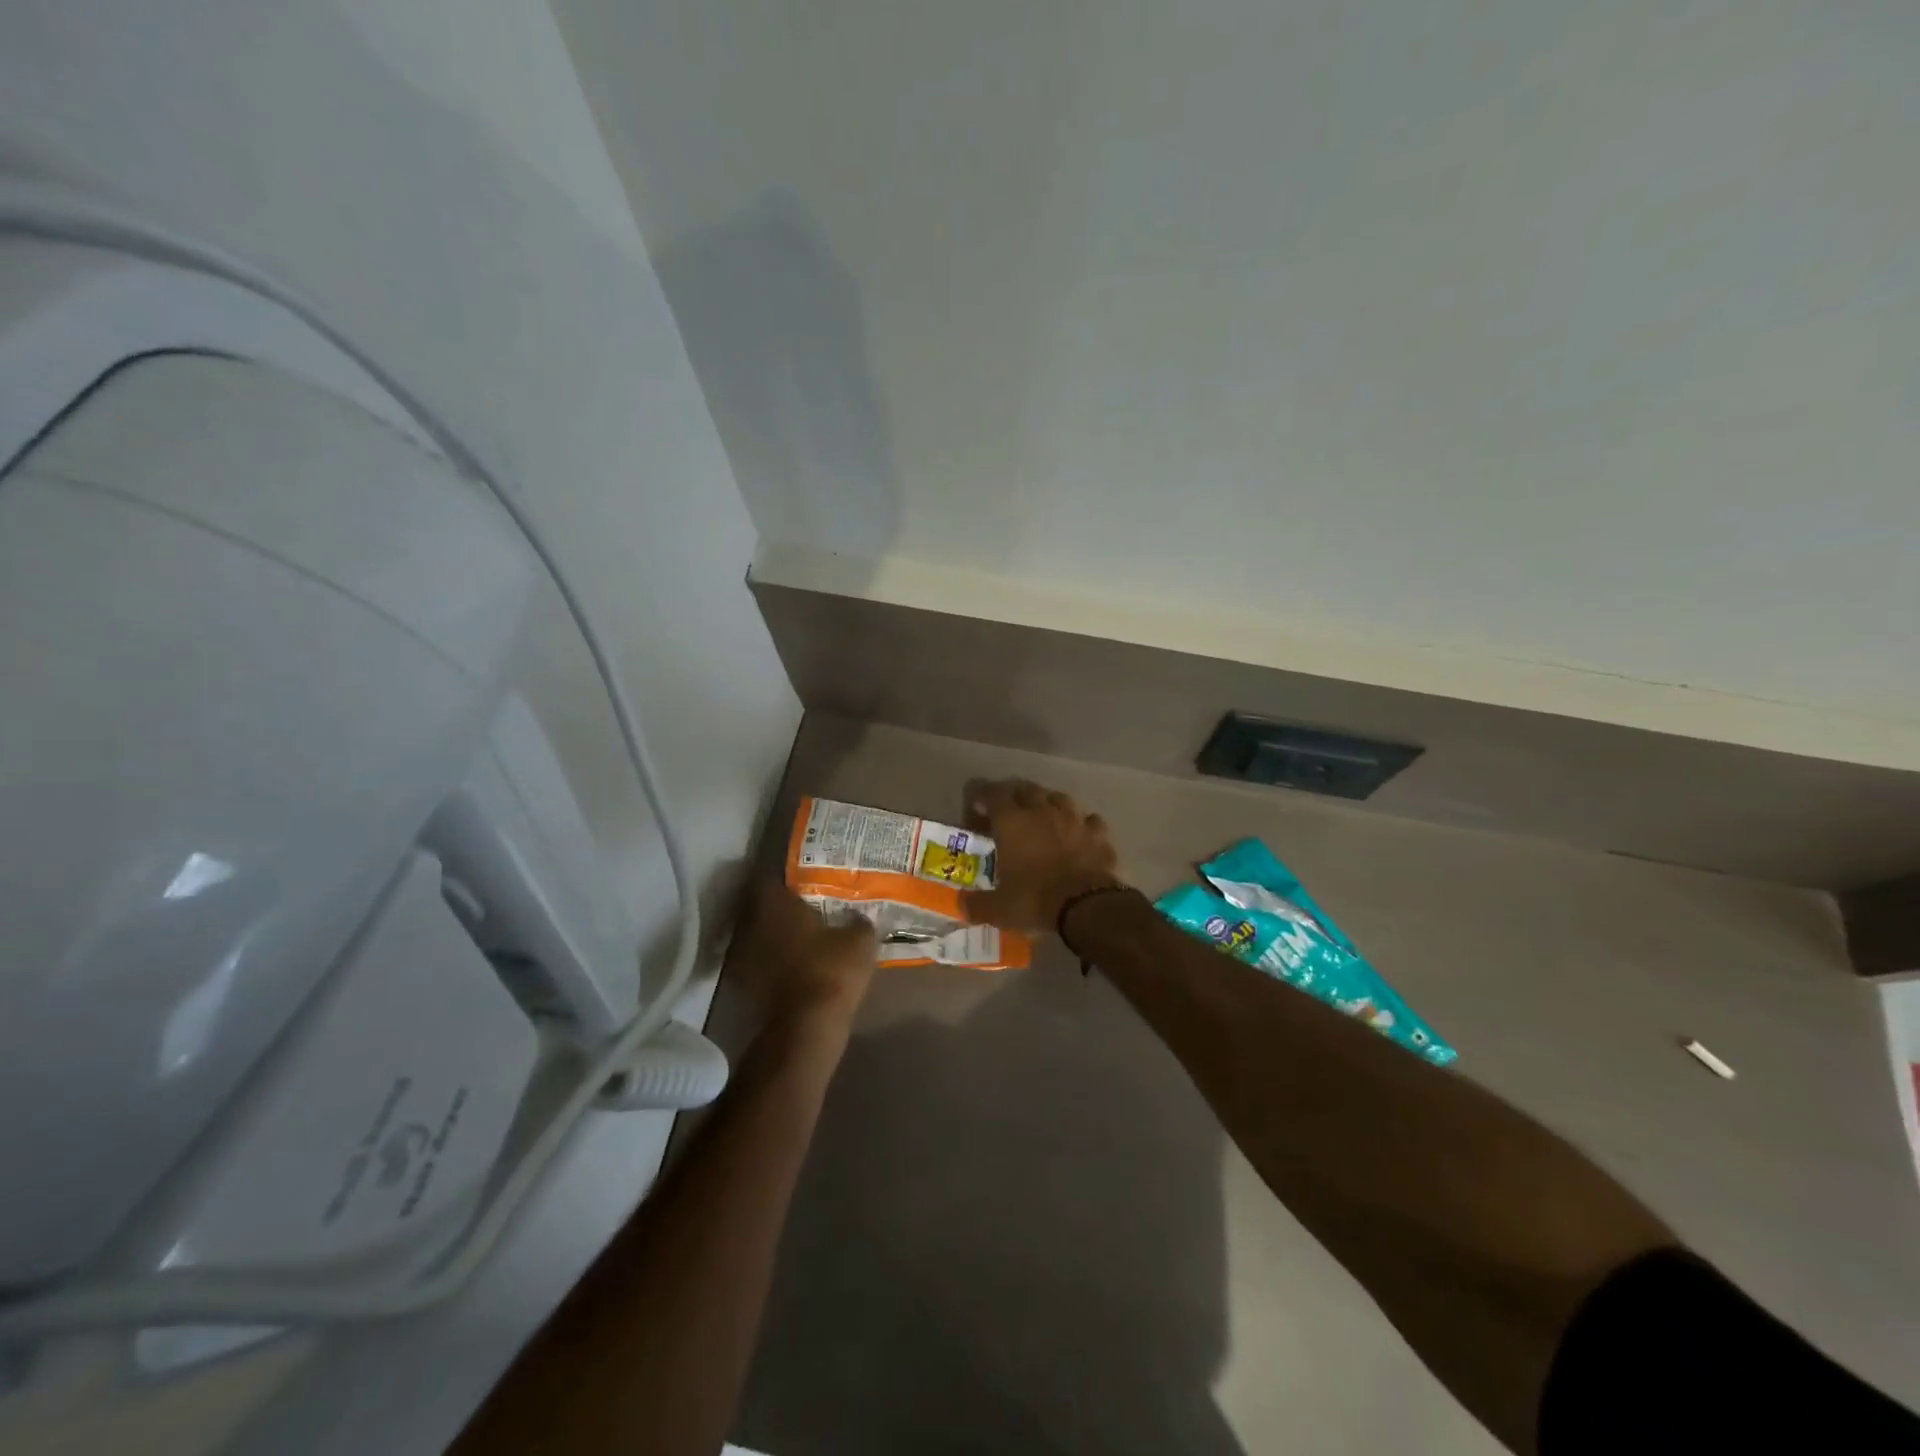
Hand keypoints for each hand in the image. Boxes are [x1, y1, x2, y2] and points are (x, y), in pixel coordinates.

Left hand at [730, 880, 878, 1031]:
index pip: (768, 878)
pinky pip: (757, 961)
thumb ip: (858, 921)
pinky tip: (792, 966)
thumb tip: (859, 917)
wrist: (806, 1027)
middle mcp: (750, 924)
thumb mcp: (860, 940)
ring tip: (798, 938)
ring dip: (772, 935)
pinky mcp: (742, 985)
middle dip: (778, 908)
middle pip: (759, 907)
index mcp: (774, 903)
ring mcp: (742, 956)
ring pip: (756, 935)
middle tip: (804, 909)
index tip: (802, 883)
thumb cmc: (831, 970)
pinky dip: (770, 961)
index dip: (784, 879)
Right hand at [960, 779, 1123, 934]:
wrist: (1087, 906)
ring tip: (1043, 816)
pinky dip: (1080, 824)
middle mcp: (1042, 811)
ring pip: (1058, 798)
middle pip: (1026, 789)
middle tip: (1007, 811)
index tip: (976, 805)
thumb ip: (977, 904)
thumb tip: (963, 905)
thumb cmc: (1035, 901)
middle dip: (1014, 796)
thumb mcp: (998, 909)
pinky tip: (1078, 834)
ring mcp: (1074, 819)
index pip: (992, 794)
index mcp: (1012, 822)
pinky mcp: (1099, 834)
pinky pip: (1088, 820)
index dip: (981, 796)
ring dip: (1048, 803)